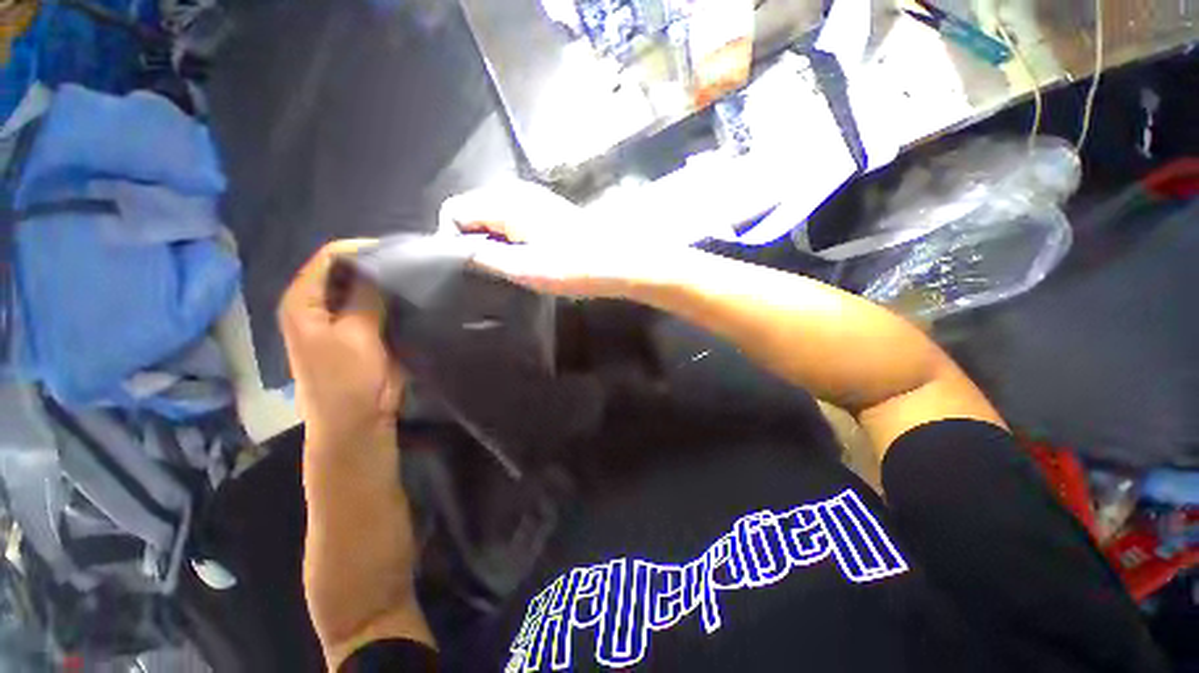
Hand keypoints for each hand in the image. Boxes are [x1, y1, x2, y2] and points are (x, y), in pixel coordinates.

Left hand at [278, 240, 402, 447]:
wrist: (357, 421)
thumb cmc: (348, 380)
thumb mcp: (356, 334)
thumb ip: (366, 297)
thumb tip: (379, 265)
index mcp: (303, 301)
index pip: (329, 258)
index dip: (361, 250)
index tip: (397, 251)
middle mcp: (318, 305)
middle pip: (346, 271)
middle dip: (376, 265)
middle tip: (410, 263)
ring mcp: (341, 319)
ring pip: (364, 289)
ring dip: (385, 283)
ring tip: (414, 276)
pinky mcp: (362, 332)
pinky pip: (377, 306)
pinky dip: (391, 300)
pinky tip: (411, 296)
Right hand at [441, 181, 662, 298]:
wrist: (618, 260)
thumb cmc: (573, 266)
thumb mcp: (524, 268)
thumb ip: (484, 258)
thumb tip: (457, 251)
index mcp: (504, 201)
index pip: (453, 210)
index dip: (451, 239)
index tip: (468, 268)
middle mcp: (514, 191)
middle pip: (472, 211)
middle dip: (471, 240)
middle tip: (488, 272)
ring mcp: (532, 198)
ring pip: (492, 216)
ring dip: (491, 242)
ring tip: (506, 269)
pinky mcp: (545, 209)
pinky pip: (511, 219)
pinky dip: (508, 238)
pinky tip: (523, 258)